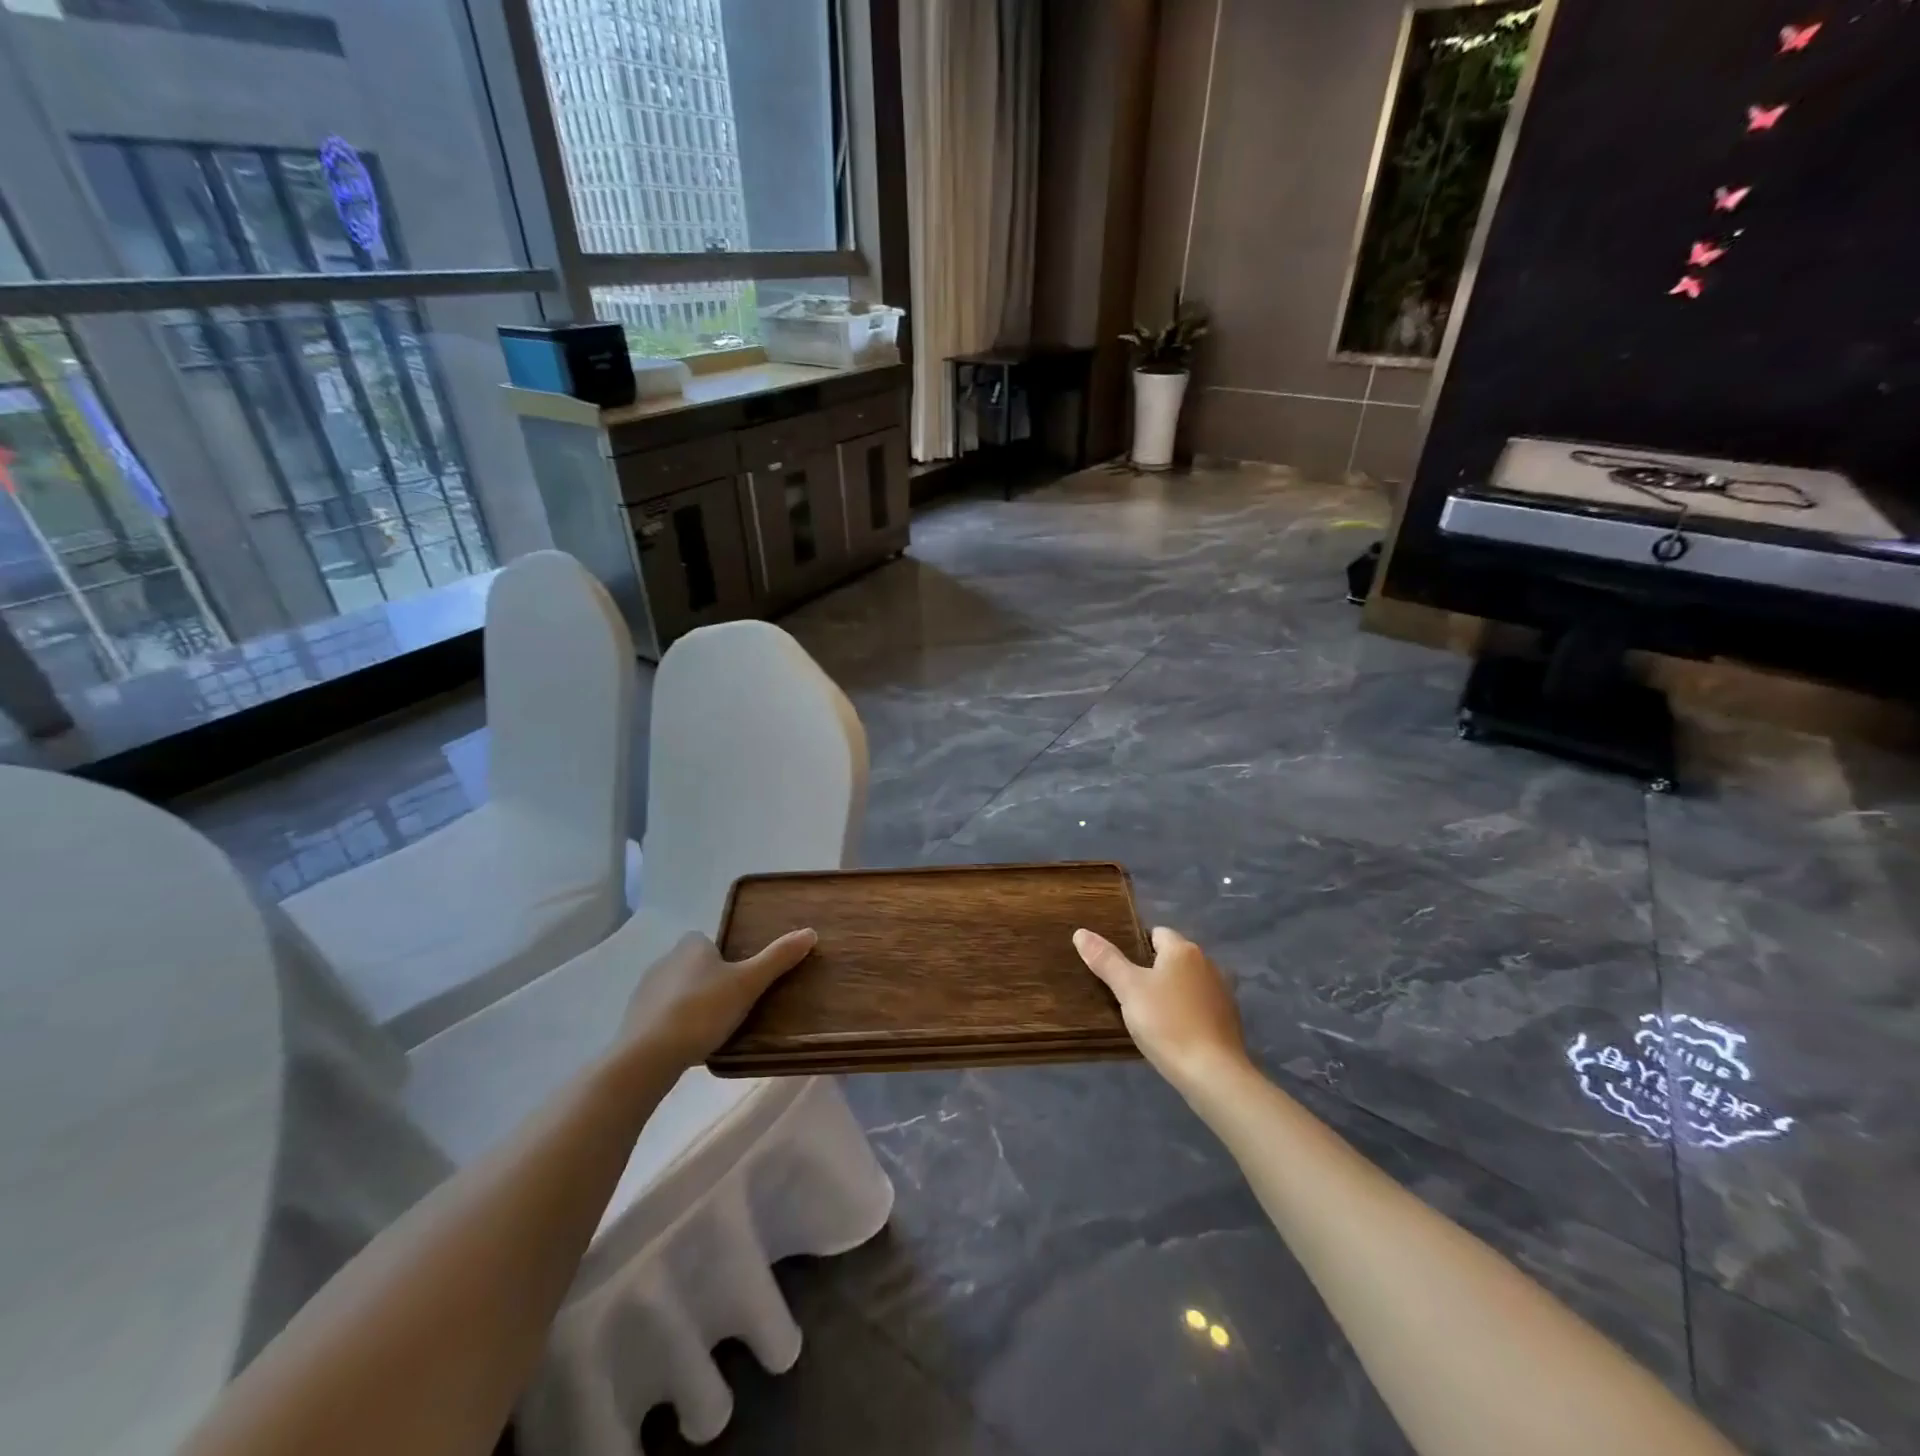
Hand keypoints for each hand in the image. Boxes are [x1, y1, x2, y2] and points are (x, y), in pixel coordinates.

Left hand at [620, 929, 816, 1070]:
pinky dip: (674, 1025)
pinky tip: (688, 1044)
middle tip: (733, 1005)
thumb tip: (810, 932)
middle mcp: (665, 960)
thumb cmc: (702, 1011)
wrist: (647, 1055)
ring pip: (676, 991)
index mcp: (691, 946)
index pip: (709, 941)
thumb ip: (778, 958)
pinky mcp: (633, 1020)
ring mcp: (644, 991)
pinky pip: (661, 1016)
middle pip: (693, 965)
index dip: (724, 957)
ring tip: (712, 1029)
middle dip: (709, 981)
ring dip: (691, 1003)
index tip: (740, 979)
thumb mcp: (748, 983)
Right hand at [1073, 925, 1249, 1090]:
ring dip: (1173, 991)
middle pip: (1174, 958)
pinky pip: (1202, 1005)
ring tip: (1150, 1014)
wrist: (1213, 1073)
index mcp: (1183, 950)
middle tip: (1130, 994)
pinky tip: (1175, 1032)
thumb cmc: (1167, 1023)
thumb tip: (1081, 933)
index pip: (1156, 933)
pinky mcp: (1231, 1019)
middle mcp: (1208, 963)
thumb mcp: (1128, 990)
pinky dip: (1189, 1012)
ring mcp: (1223, 992)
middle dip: (1154, 970)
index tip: (1121, 970)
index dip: (1136, 947)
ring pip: (1189, 982)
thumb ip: (1105, 960)